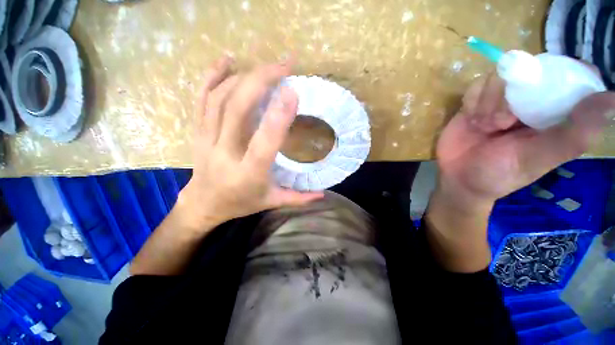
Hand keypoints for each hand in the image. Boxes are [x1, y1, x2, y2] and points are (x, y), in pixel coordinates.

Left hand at [177, 56, 323, 230]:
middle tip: (285, 66)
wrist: (204, 204)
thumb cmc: (241, 203)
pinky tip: (227, 61)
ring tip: (267, 65)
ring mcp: (207, 139)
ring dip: (244, 76)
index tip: (293, 91)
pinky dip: (213, 76)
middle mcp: (224, 153)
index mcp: (248, 173)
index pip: (264, 142)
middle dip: (261, 81)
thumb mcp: (272, 201)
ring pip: (220, 98)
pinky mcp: (198, 131)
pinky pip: (201, 98)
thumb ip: (298, 198)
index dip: (278, 116)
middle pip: (237, 109)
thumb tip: (323, 193)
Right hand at [425, 72, 614, 272]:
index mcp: (549, 110)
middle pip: (524, 71)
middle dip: (511, 93)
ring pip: (495, 78)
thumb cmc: (500, 175)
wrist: (462, 181)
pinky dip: (473, 101)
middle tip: (502, 121)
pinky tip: (473, 120)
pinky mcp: (471, 106)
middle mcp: (527, 100)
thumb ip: (575, 131)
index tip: (541, 89)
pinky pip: (474, 89)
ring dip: (489, 99)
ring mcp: (497, 101)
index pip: (559, 74)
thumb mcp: (540, 156)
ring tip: (486, 124)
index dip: (552, 73)